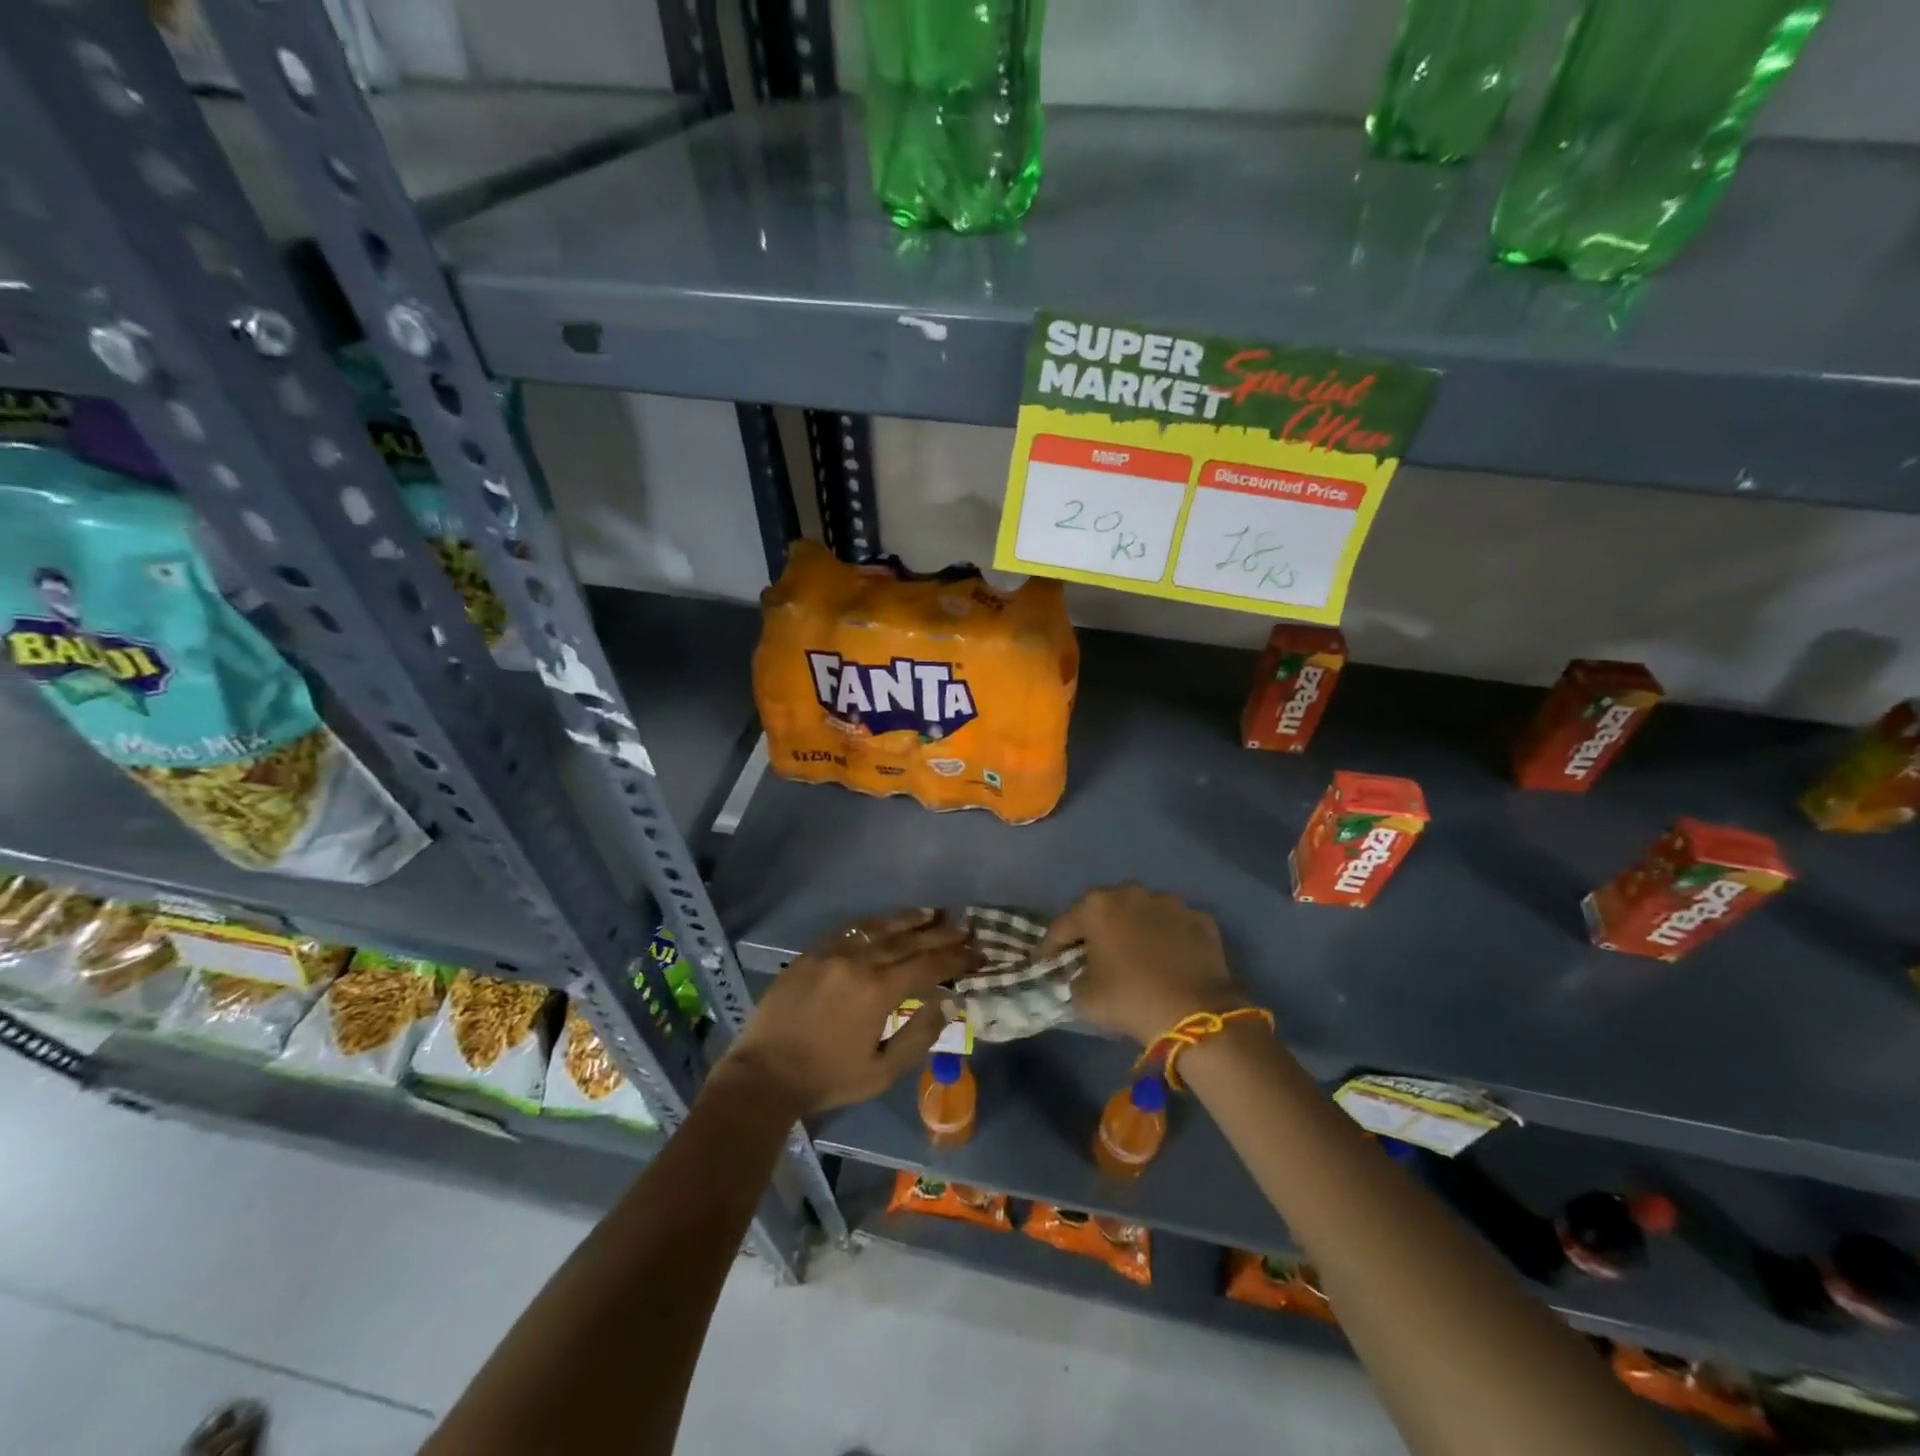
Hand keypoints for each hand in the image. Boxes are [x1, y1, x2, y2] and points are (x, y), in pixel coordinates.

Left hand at [716, 908, 976, 1115]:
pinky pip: (850, 928)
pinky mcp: (813, 952)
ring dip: (910, 919)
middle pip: (909, 941)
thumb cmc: (828, 1079)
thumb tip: (949, 1001)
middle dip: (941, 934)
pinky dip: (874, 922)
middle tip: (966, 928)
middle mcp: (859, 962)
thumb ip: (919, 1035)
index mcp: (879, 992)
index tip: (978, 953)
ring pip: (880, 928)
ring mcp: (833, 952)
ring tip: (935, 913)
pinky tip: (887, 919)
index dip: (956, 958)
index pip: (928, 965)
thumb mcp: (882, 1071)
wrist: (764, 1074)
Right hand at [1040, 884, 1247, 1045]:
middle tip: (1090, 954)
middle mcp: (1132, 893)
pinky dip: (1169, 940)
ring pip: (1143, 914)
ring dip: (1135, 930)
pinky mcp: (1201, 919)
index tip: (1043, 963)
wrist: (1195, 1012)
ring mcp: (1171, 903)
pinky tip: (1169, 961)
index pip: (1063, 925)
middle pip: (1105, 911)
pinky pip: (1175, 928)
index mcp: (1097, 906)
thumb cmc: (1128, 999)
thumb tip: (1083, 974)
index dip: (1050, 946)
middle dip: (1096, 929)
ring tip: (1135, 956)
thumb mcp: (1084, 997)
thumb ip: (1075, 978)